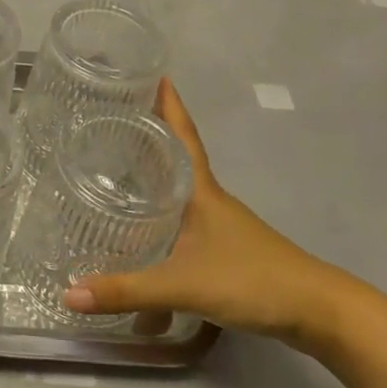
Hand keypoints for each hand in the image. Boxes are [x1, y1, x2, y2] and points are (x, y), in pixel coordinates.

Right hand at [64, 79, 356, 348]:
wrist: (318, 313)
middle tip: (113, 118)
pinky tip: (146, 231)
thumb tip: (68, 294)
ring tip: (118, 167)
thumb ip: (127, 291)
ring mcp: (221, 224)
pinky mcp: (227, 249)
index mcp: (201, 191)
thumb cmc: (252, 281)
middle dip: (149, 135)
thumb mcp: (184, 285)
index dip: (170, 105)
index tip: (155, 74)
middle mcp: (210, 199)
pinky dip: (163, 213)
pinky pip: (185, 218)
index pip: (183, 136)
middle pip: (176, 156)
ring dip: (155, 174)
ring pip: (180, 188)